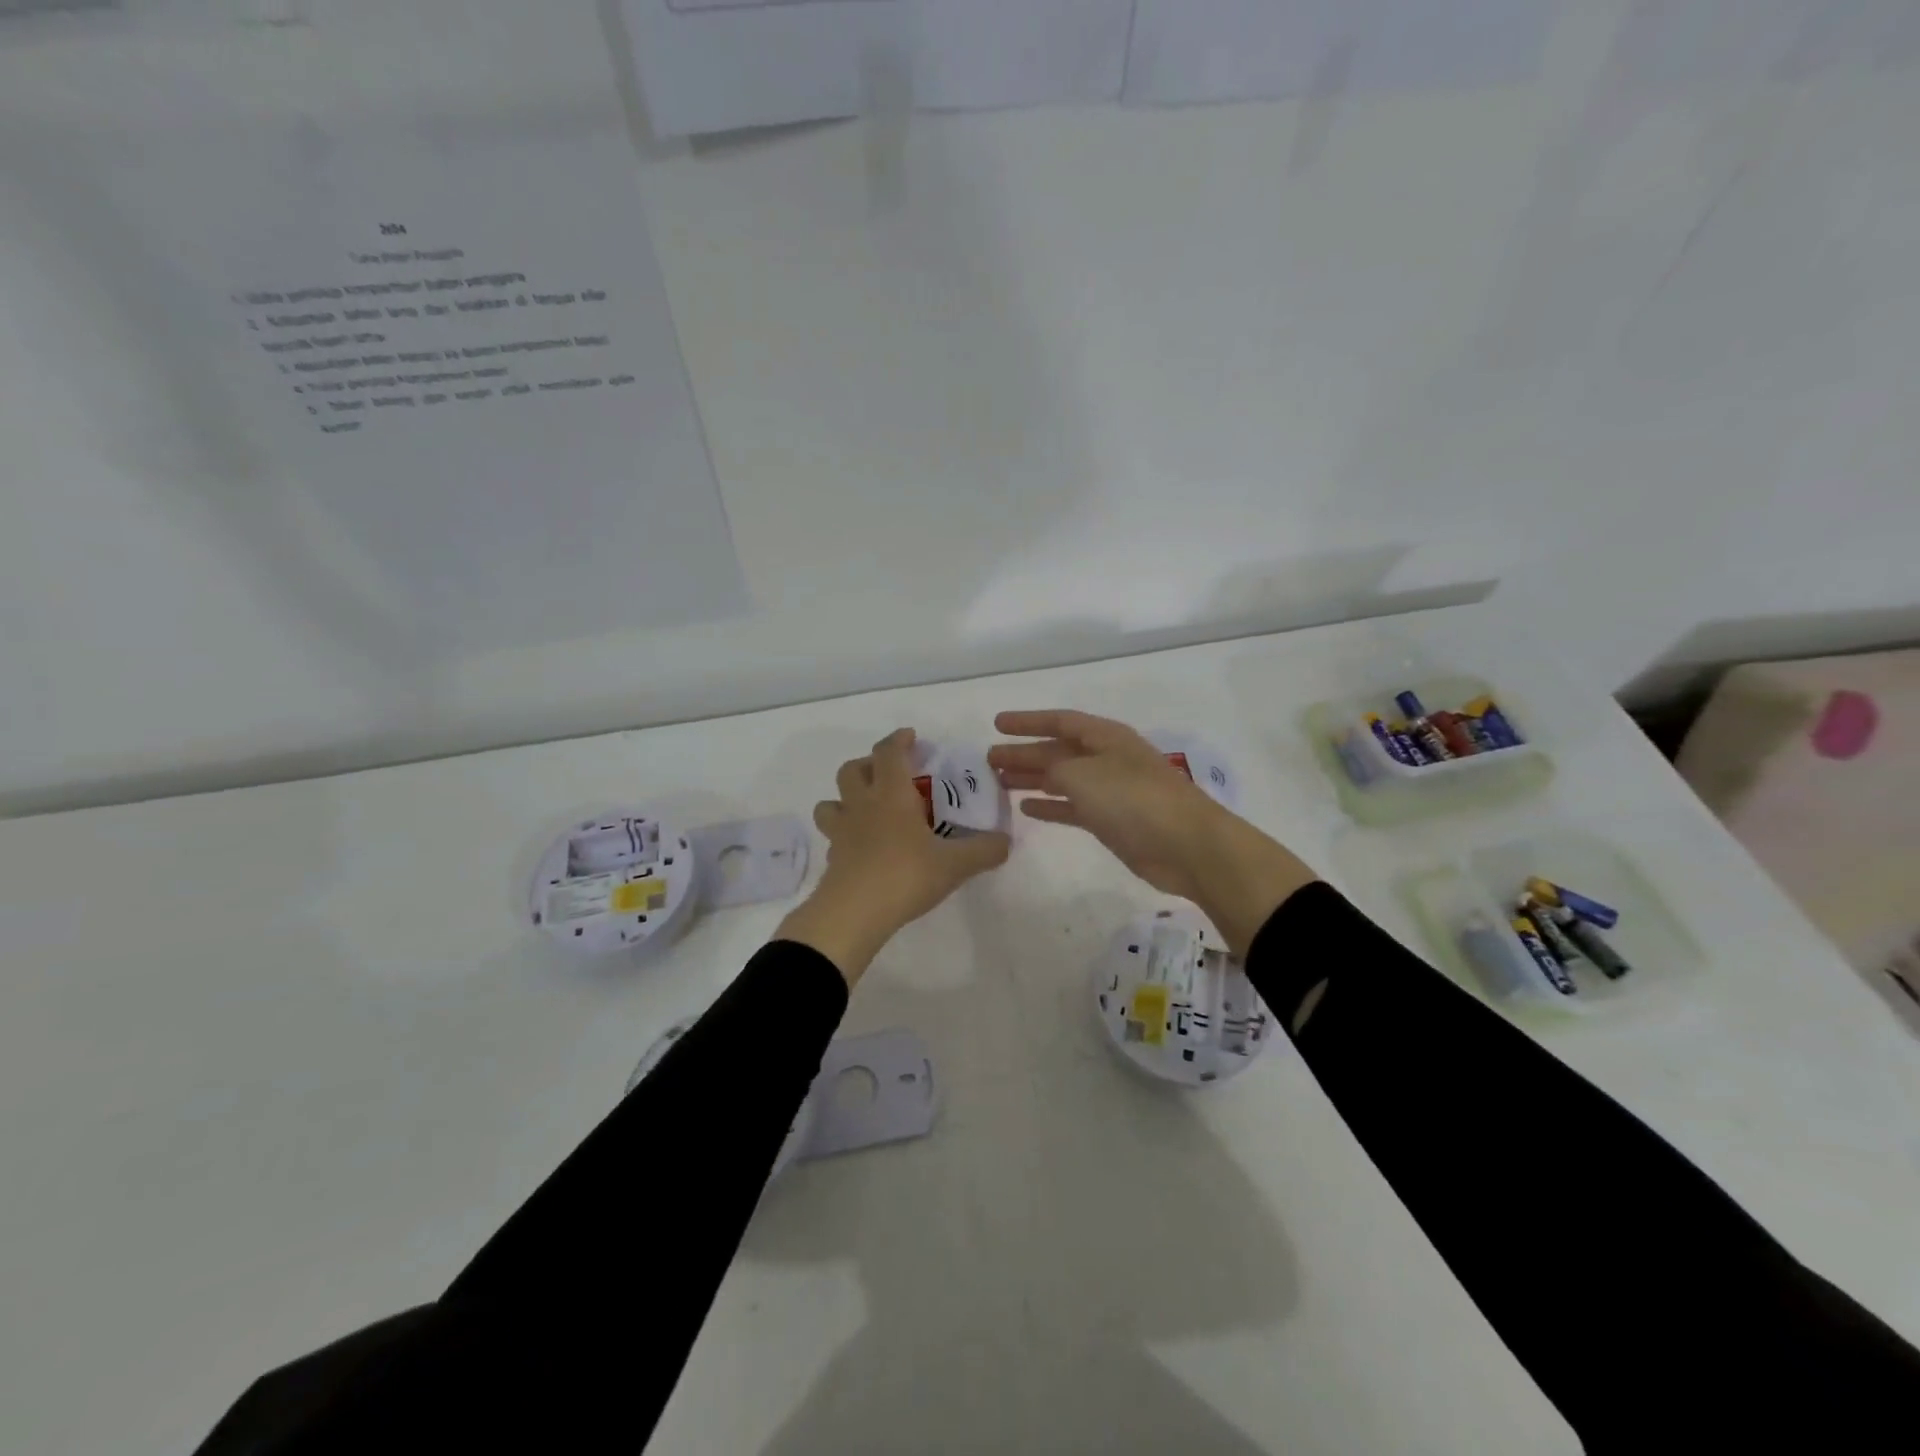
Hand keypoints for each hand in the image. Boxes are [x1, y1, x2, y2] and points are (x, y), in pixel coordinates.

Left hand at [779, 729, 1010, 984]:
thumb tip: (1005, 841)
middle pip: (851, 770)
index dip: (898, 740)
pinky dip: (844, 834)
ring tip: (866, 809)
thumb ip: (984, 850)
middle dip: (868, 764)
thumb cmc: (905, 875)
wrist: (853, 914)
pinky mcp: (832, 858)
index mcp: (891, 795)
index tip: (910, 737)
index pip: (889, 752)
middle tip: (889, 774)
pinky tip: (860, 848)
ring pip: (831, 802)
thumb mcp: (955, 864)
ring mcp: (841, 832)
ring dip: (845, 798)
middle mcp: (862, 805)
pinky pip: (833, 836)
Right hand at [988, 710, 1316, 954]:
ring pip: (1062, 779)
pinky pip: (1072, 807)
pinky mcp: (1113, 822)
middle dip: (1024, 753)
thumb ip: (1053, 769)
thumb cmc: (1133, 800)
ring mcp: (1111, 791)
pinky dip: (1050, 807)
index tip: (997, 724)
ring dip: (1032, 779)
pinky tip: (1027, 809)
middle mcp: (1107, 759)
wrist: (1187, 846)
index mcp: (1105, 737)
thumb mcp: (1083, 775)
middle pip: (1058, 750)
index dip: (1027, 721)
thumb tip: (1041, 774)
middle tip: (988, 760)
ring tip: (1000, 782)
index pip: (1060, 720)